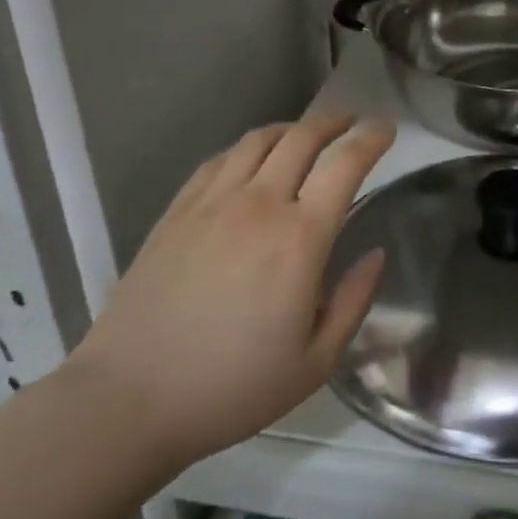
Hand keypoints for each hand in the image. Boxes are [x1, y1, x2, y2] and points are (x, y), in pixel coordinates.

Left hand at [69, 113, 394, 471]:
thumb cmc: (232, 387)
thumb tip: (376, 255)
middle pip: (302, 137)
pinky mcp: (177, 210)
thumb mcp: (315, 362)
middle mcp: (259, 204)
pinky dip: (247, 147)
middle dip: (334, 121)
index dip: (371, 138)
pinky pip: (220, 159)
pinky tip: (252, 160)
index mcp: (300, 238)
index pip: (345, 164)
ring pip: (258, 140)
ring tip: (306, 134)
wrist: (130, 397)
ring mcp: (212, 202)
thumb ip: (354, 301)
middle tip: (351, 121)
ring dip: (292, 128)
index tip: (387, 127)